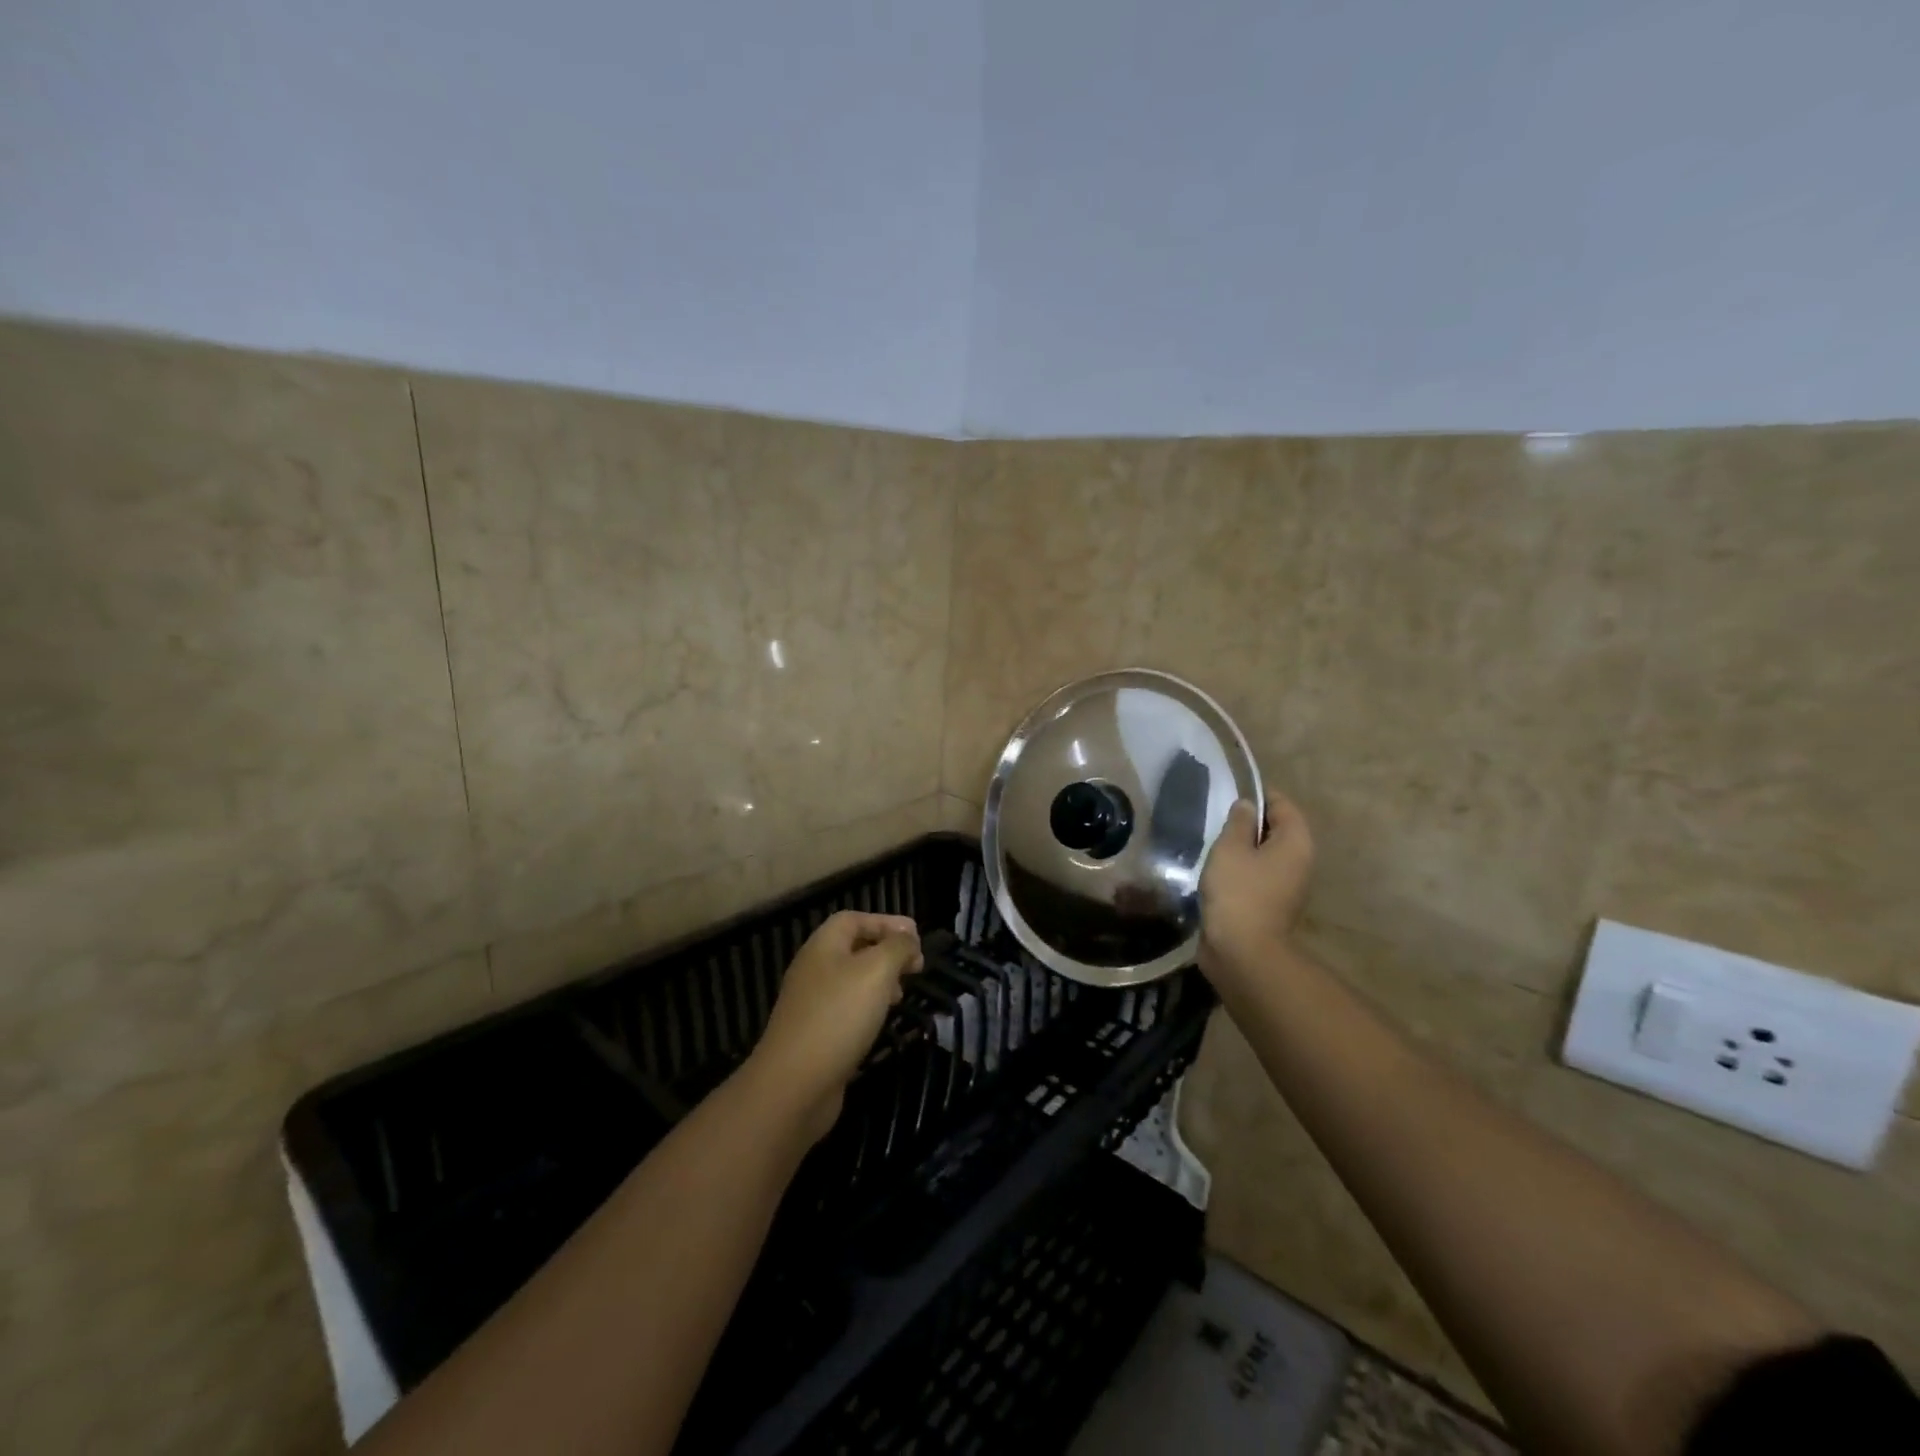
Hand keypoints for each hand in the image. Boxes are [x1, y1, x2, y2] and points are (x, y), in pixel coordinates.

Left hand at [747, 910, 922, 1140]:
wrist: (794, 1084)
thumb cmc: (838, 1016)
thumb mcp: (877, 971)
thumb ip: (897, 948)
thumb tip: (908, 940)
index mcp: (823, 946)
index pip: (855, 919)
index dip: (887, 922)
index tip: (917, 939)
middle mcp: (814, 969)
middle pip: (854, 948)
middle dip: (887, 952)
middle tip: (916, 967)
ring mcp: (812, 1003)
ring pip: (852, 980)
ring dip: (881, 981)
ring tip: (903, 995)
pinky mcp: (815, 1034)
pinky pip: (846, 1009)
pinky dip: (868, 1008)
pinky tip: (882, 1022)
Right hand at [1198, 795, 1313, 986]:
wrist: (1242, 951)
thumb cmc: (1238, 891)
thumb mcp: (1231, 848)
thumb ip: (1239, 822)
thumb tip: (1248, 806)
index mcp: (1295, 842)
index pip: (1282, 805)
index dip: (1258, 795)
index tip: (1230, 796)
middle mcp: (1299, 861)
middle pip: (1276, 830)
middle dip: (1249, 823)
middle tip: (1218, 821)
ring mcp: (1287, 886)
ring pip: (1265, 855)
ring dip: (1242, 849)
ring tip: (1213, 846)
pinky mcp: (1271, 905)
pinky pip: (1257, 876)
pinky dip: (1240, 870)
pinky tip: (1217, 872)